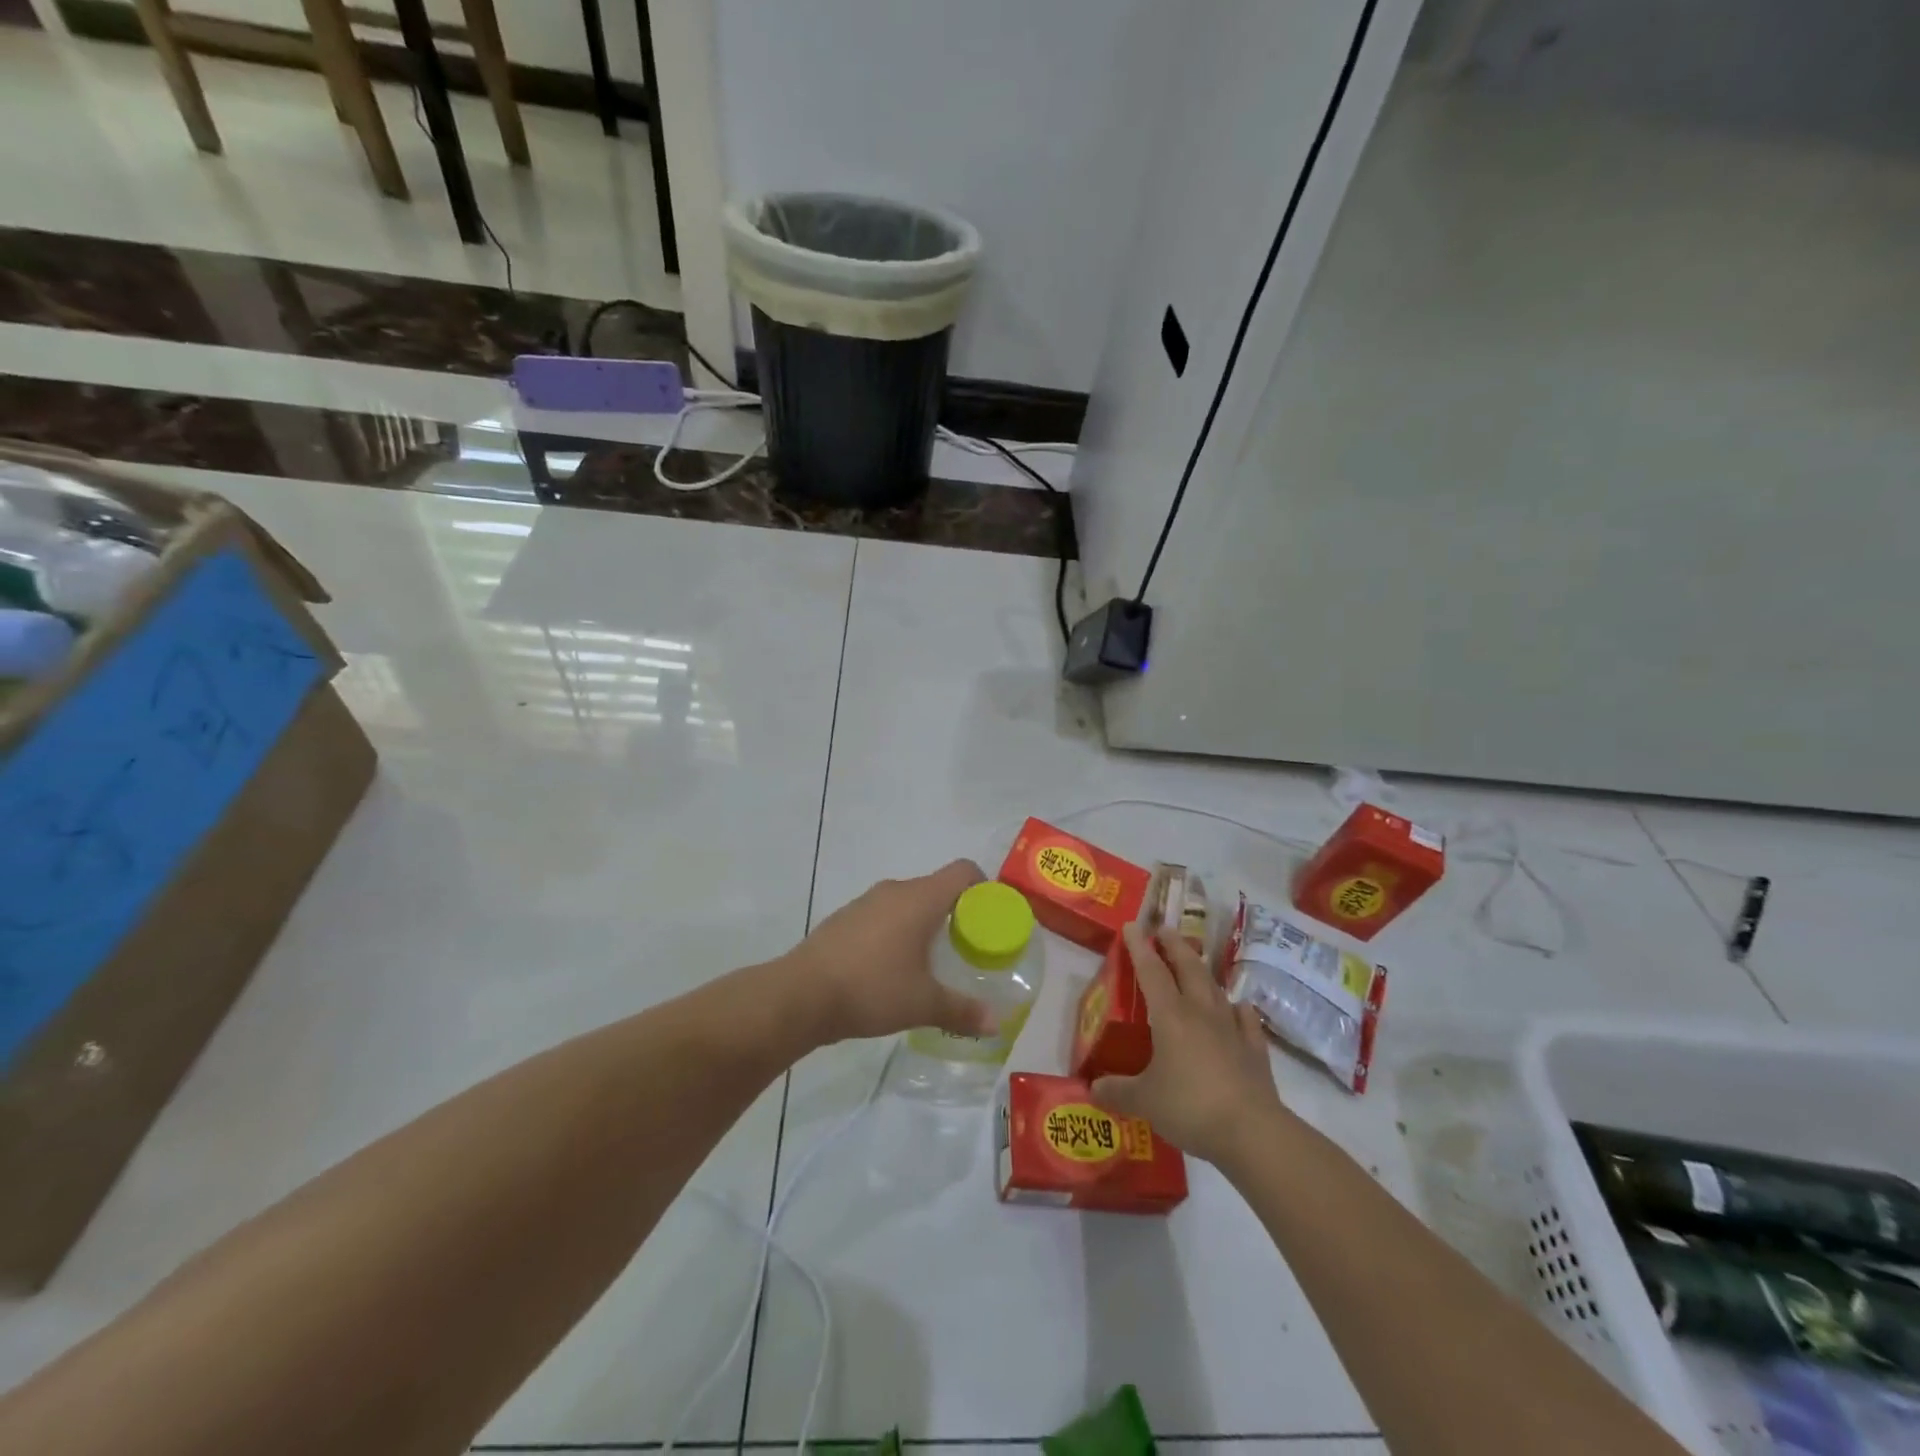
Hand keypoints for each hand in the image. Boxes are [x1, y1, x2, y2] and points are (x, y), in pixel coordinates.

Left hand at [784, 859, 995, 1044]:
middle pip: (936, 887)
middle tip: (967, 947)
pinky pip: (882, 916)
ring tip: (931, 960)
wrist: (800, 995)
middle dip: (956, 912)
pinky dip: (896, 932)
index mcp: (920, 898)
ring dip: (923, 923)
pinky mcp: (844, 919)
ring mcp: (865, 902)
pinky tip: (892, 967)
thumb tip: (997, 1023)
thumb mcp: (923, 1004)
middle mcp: (894, 890)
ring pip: (907, 902)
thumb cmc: (871, 989)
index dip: (983, 887)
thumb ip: (963, 1010)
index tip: (991, 917)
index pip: (963, 871)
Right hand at [1091, 921, 1286, 1164]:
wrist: (1251, 1131)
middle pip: (1188, 967)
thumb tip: (1092, 1088)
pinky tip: (1238, 1007)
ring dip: (1202, 971)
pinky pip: (1245, 1019)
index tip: (1132, 926)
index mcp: (1170, 1016)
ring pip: (1215, 987)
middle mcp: (1200, 1012)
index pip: (1151, 971)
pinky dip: (1238, 1008)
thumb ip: (1117, 1091)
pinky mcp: (1254, 1049)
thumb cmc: (1190, 1107)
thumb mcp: (1144, 1101)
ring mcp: (1231, 1028)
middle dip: (1175, 945)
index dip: (1139, 947)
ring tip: (1194, 964)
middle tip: (1165, 930)